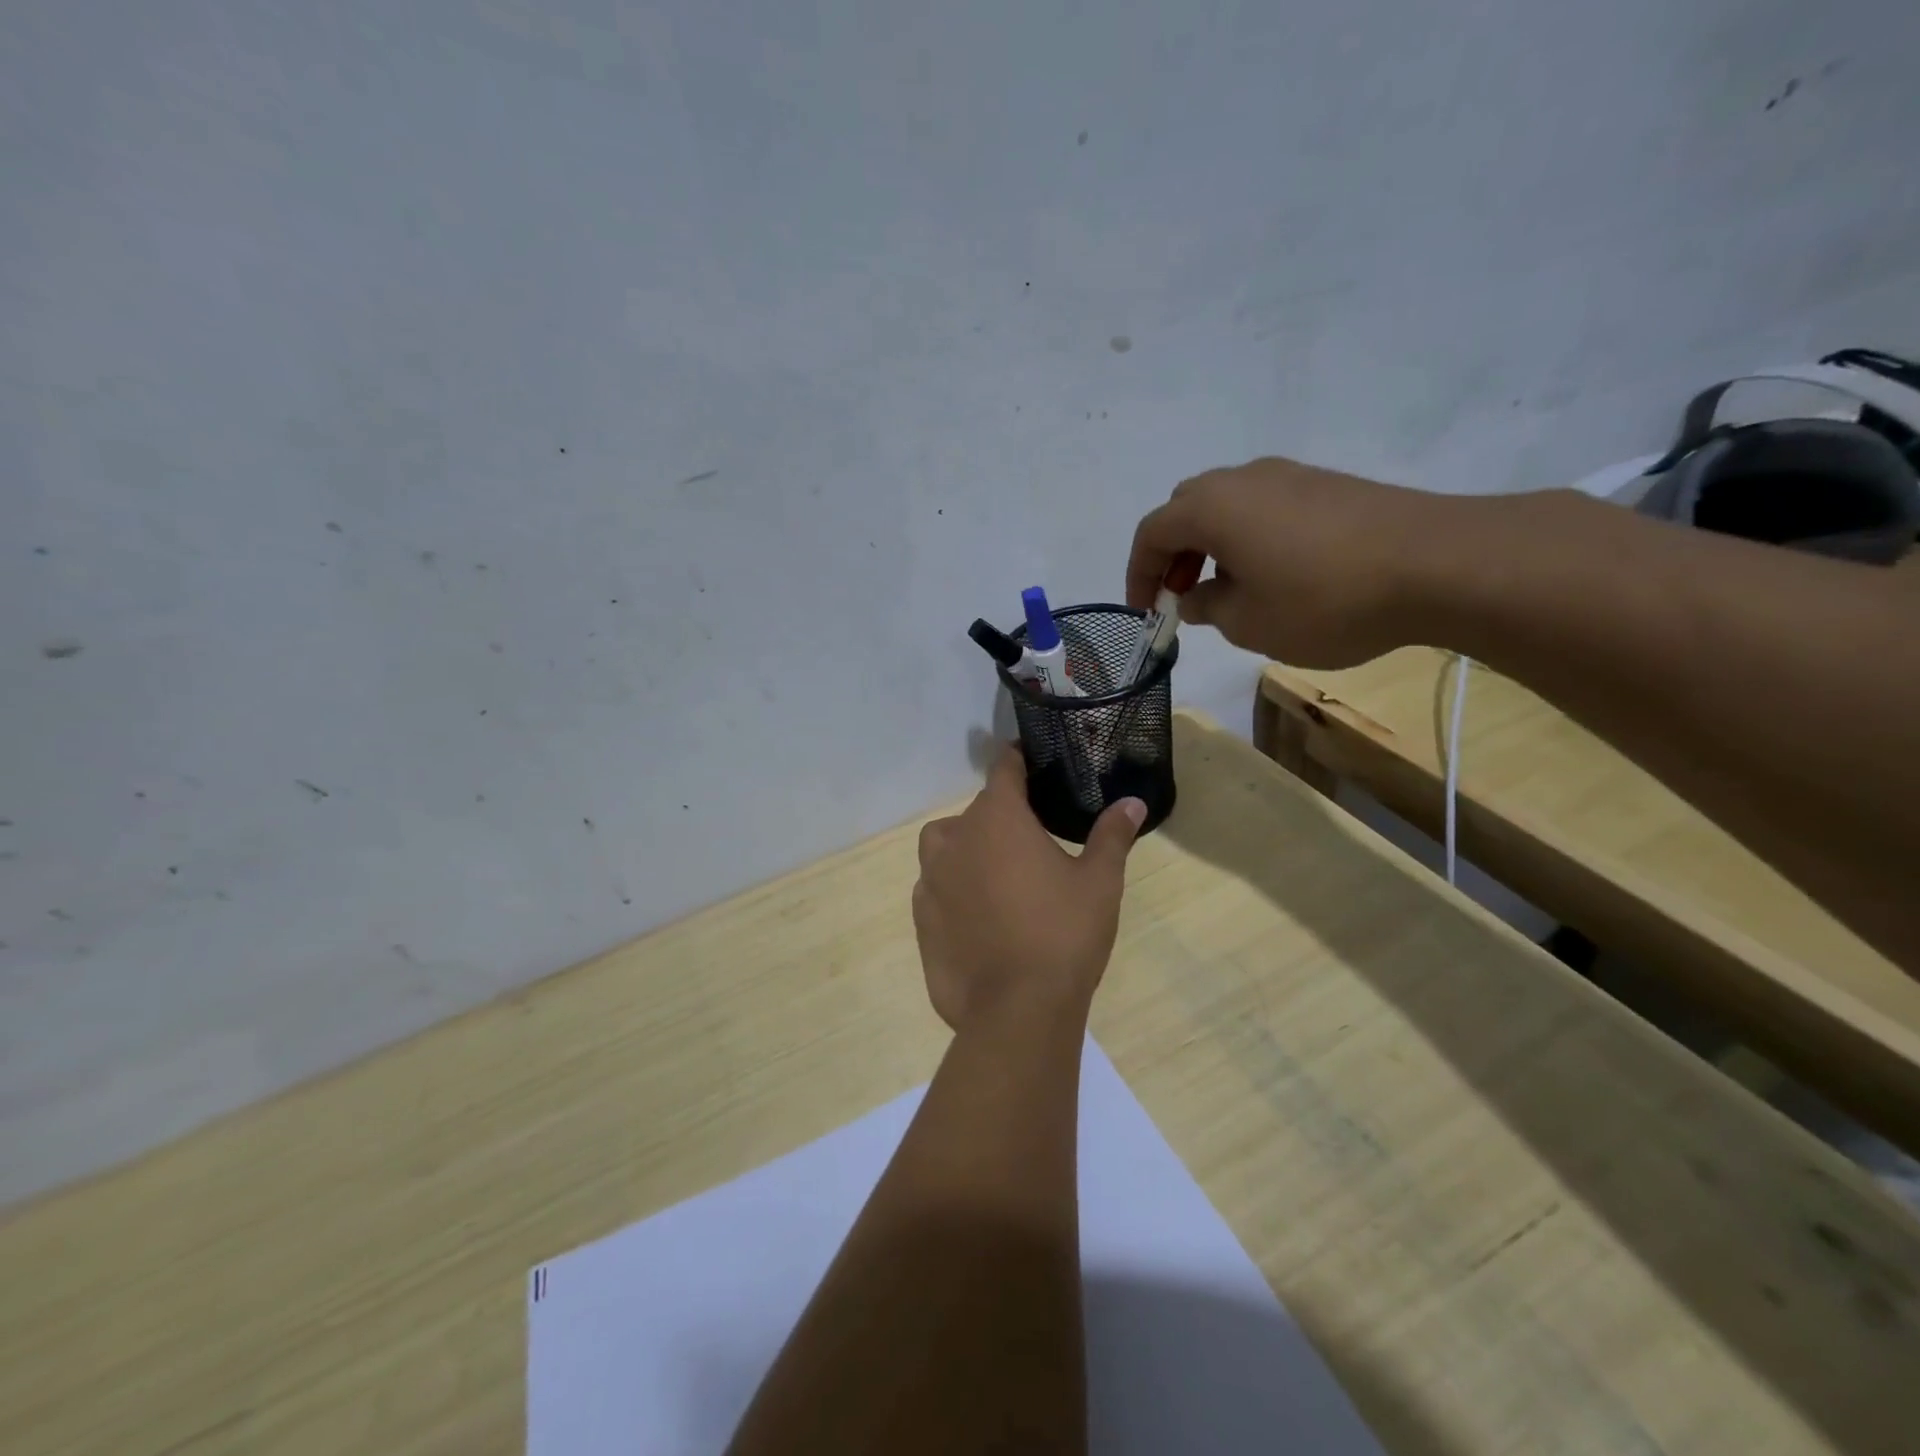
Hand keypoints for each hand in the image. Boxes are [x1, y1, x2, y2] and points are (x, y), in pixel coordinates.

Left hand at [913, 746, 1144, 1035]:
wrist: (1017, 1011)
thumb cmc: (1063, 934)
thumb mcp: (1099, 882)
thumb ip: (1112, 835)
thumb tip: (1133, 802)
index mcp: (996, 818)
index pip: (1004, 768)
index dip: (1018, 760)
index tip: (1031, 760)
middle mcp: (954, 838)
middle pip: (977, 812)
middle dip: (1002, 817)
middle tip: (1033, 840)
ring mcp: (930, 879)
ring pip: (947, 846)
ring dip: (970, 849)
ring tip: (1001, 876)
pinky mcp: (919, 917)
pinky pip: (936, 887)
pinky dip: (955, 889)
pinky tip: (980, 916)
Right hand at [1126, 456, 1455, 667]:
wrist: (1437, 564)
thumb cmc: (1324, 599)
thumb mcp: (1249, 622)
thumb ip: (1208, 607)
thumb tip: (1196, 596)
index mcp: (1212, 507)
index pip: (1152, 533)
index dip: (1138, 574)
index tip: (1145, 612)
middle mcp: (1244, 478)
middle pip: (1186, 509)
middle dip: (1173, 554)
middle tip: (1182, 596)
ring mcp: (1290, 475)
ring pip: (1227, 505)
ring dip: (1211, 545)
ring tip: (1227, 590)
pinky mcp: (1328, 485)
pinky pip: (1265, 506)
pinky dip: (1248, 537)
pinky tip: (1273, 574)